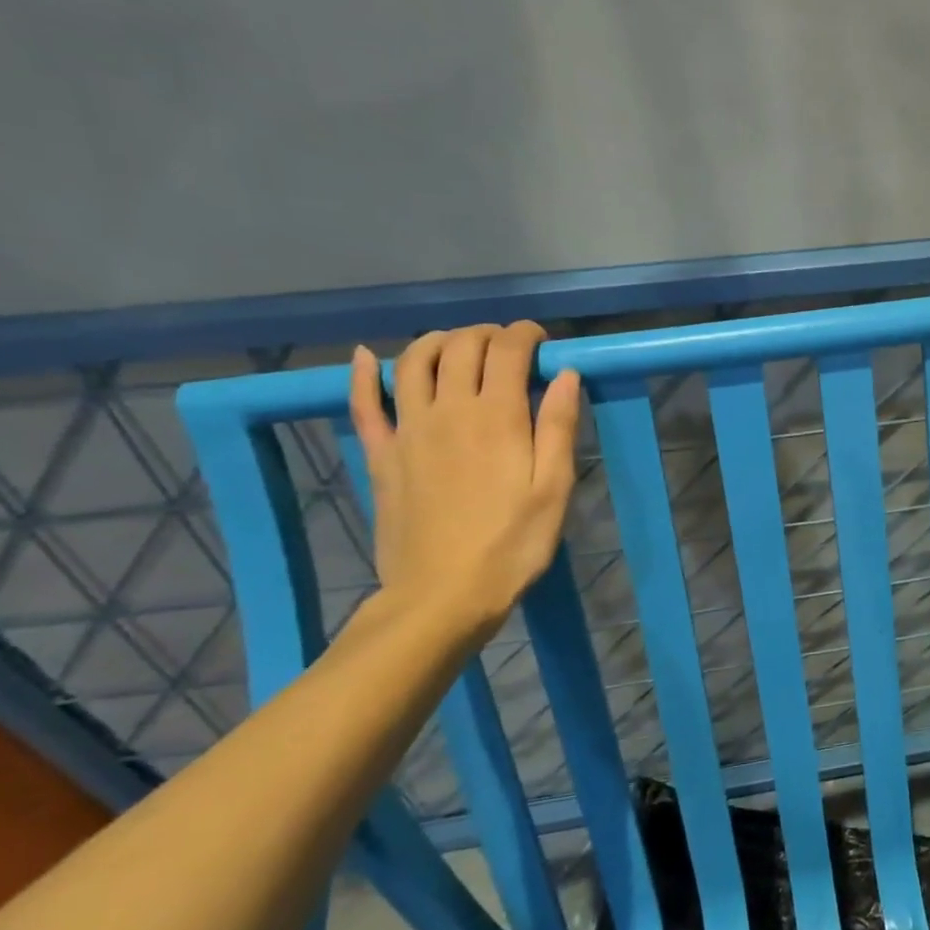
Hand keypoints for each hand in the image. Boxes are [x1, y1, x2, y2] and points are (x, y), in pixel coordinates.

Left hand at [349, 323, 580, 636]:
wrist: (442, 596)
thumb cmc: (512, 544)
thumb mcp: (554, 488)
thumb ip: (559, 427)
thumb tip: (565, 374)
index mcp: (497, 417)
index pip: (507, 350)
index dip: (526, 334)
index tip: (542, 341)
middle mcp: (449, 410)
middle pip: (461, 346)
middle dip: (488, 333)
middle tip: (509, 345)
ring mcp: (408, 430)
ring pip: (413, 362)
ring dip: (438, 341)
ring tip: (460, 346)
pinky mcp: (381, 455)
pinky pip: (363, 404)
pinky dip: (364, 374)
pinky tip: (368, 357)